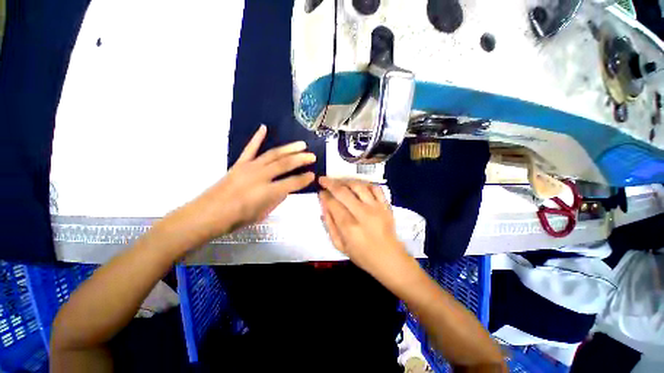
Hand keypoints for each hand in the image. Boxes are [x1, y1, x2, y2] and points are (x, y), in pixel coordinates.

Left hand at [170, 125, 315, 246]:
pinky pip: (250, 148)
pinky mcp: (240, 164)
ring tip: (301, 144)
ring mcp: (249, 167)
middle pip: (285, 164)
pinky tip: (264, 127)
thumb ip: (276, 199)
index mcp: (267, 192)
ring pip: (273, 154)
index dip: (304, 179)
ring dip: (289, 148)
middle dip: (301, 159)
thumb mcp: (263, 213)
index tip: (313, 175)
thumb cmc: (238, 219)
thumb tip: (286, 188)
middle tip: (312, 156)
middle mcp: (260, 176)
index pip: (292, 183)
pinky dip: (257, 137)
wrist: (209, 213)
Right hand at [318, 177, 407, 273]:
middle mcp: (362, 213)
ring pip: (358, 186)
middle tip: (323, 179)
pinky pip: (375, 188)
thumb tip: (323, 204)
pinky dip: (365, 184)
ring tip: (338, 181)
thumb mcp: (339, 245)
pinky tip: (358, 186)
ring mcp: (376, 207)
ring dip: (345, 181)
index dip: (324, 195)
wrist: (389, 258)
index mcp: (349, 227)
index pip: (333, 203)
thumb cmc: (362, 255)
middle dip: (330, 183)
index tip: (320, 192)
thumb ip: (329, 224)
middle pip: (343, 191)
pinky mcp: (386, 205)